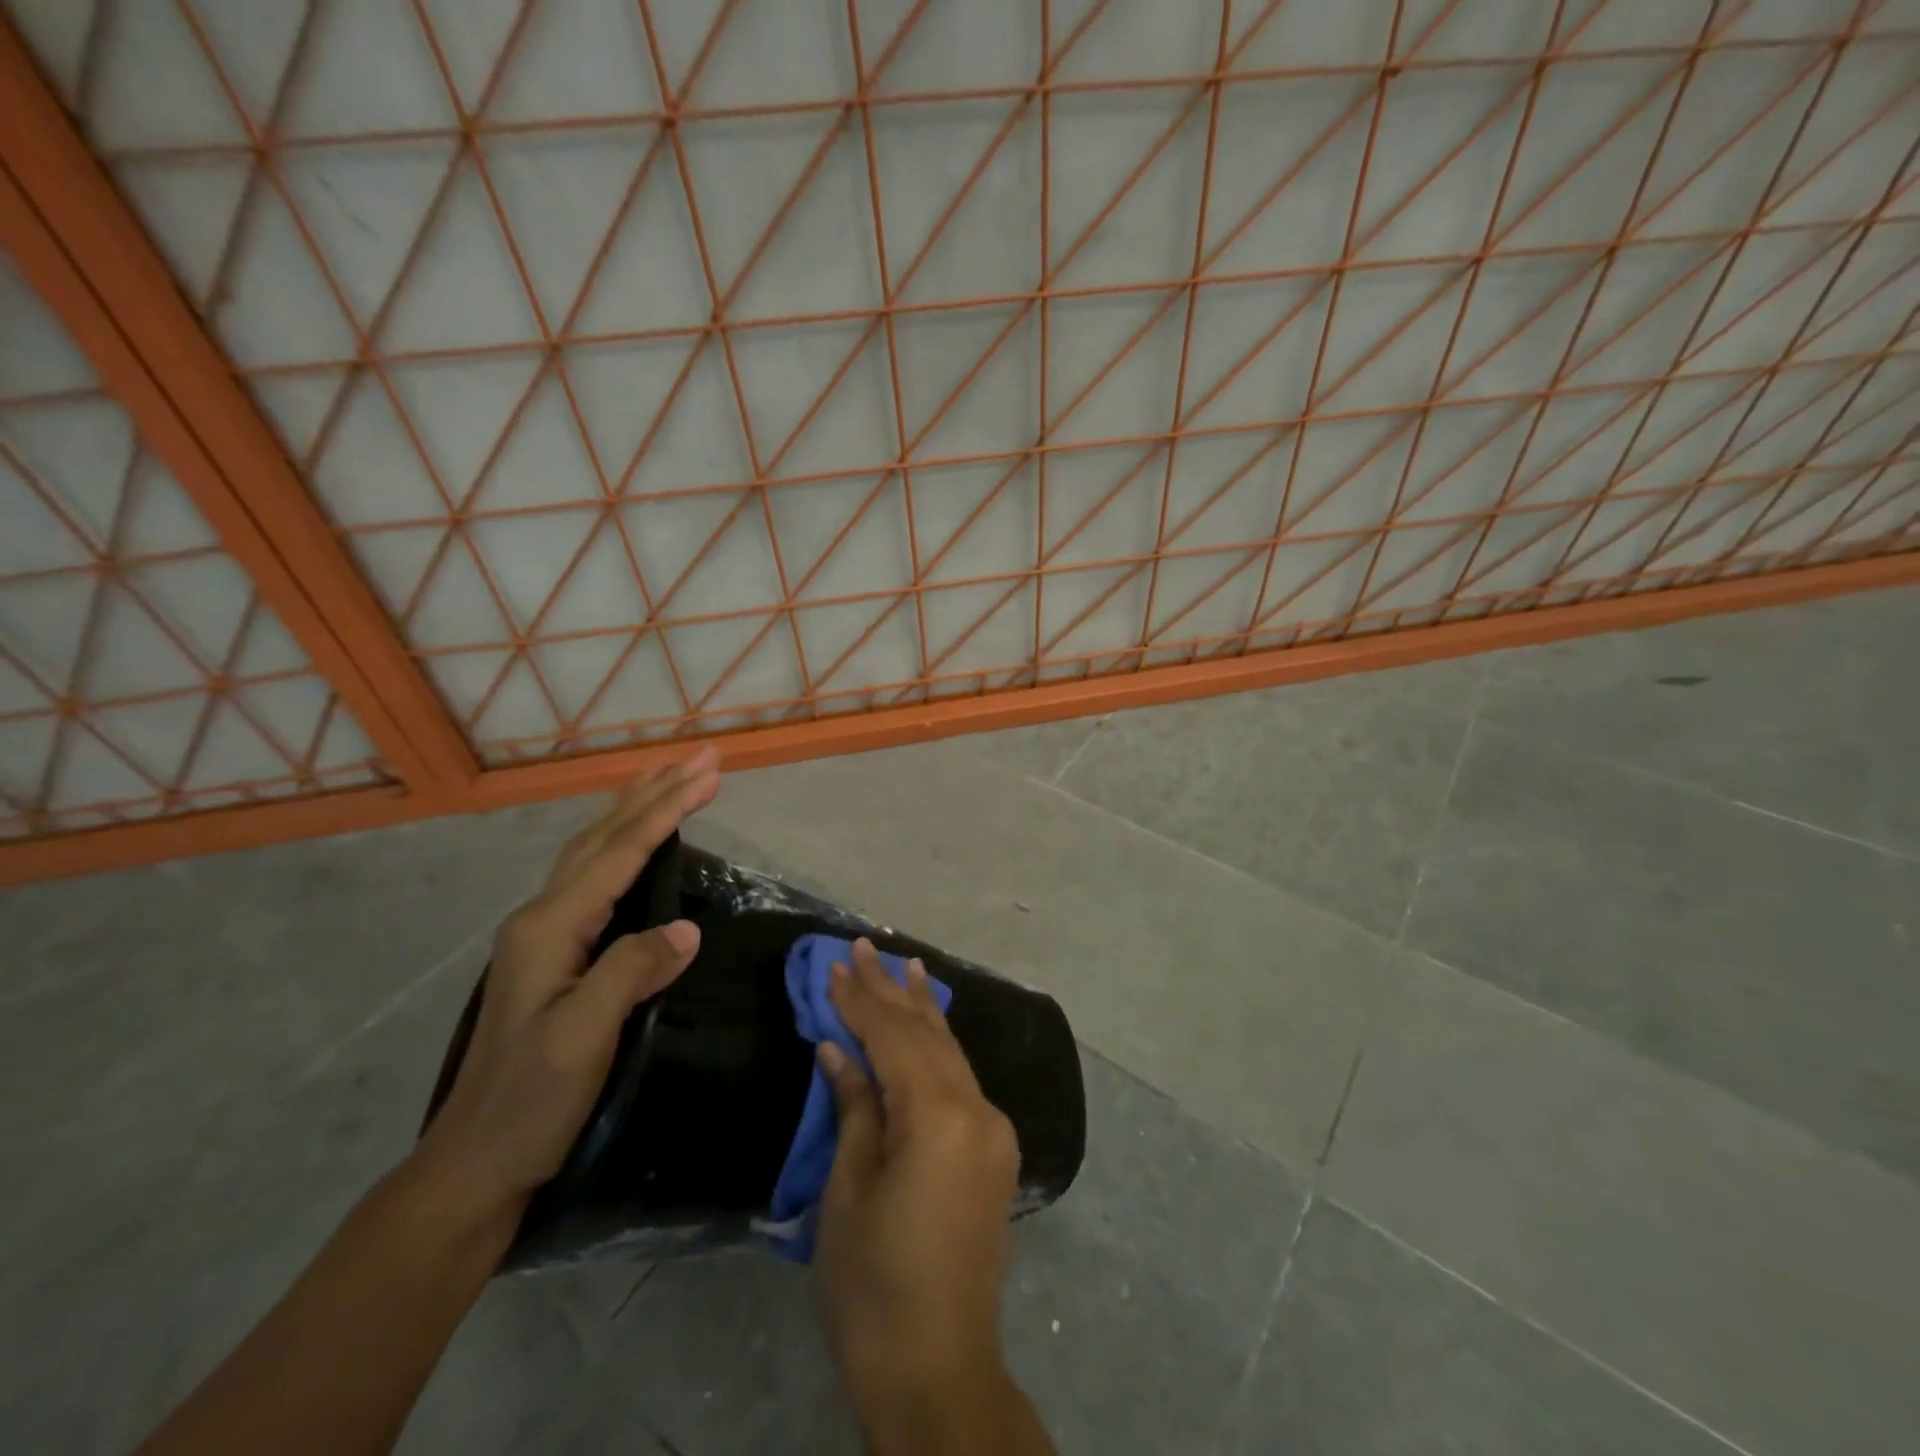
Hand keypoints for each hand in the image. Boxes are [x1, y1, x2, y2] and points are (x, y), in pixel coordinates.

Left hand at [416, 748, 720, 1222]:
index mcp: (550, 927)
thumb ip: (631, 972)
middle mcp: (542, 917)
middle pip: (603, 837)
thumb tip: (688, 929)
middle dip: (655, 792)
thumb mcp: (583, 1039)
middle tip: (701, 758)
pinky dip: (624, 844)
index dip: (667, 810)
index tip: (710, 774)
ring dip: (637, 809)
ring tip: (670, 779)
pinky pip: (596, 877)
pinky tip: (636, 844)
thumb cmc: (530, 1102)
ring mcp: (545, 933)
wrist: (476, 1162)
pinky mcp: (556, 952)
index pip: (619, 853)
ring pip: (595, 851)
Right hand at [814, 941, 1030, 1448]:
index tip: (835, 963)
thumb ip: (854, 1107)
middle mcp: (977, 1109)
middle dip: (892, 991)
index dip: (860, 1000)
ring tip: (907, 966)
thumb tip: (838, 1049)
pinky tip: (929, 1027)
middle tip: (866, 946)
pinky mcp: (995, 1150)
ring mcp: (993, 1130)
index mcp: (939, 1116)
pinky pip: (961, 1080)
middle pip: (928, 1035)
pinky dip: (939, 1047)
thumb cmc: (874, 1285)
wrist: (938, 1370)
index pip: (893, 1038)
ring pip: (951, 1052)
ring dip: (924, 1010)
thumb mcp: (848, 1192)